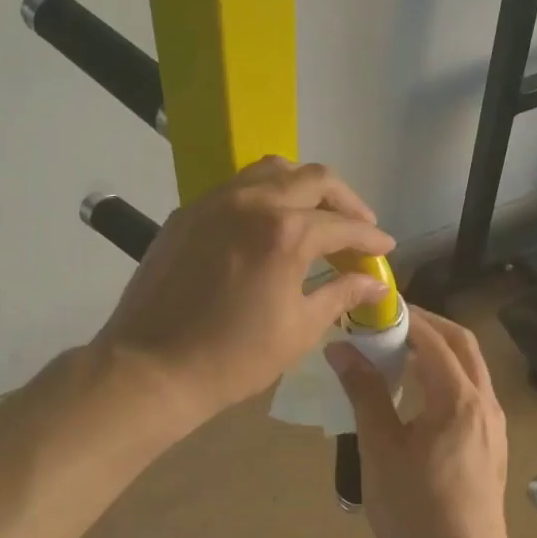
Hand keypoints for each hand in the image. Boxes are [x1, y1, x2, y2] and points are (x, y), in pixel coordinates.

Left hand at [94, 157, 393, 431]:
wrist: (152, 367)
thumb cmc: (234, 357)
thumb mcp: (299, 329)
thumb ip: (341, 294)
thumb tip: (374, 283)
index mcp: (285, 232)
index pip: (343, 225)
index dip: (370, 238)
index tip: (385, 248)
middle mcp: (252, 202)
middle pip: (313, 179)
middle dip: (344, 201)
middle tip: (358, 226)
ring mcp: (215, 202)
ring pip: (271, 170)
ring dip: (303, 186)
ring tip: (315, 214)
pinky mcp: (188, 212)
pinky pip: (236, 187)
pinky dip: (263, 195)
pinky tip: (267, 224)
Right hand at [326, 307, 512, 537]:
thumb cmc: (415, 512)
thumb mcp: (380, 449)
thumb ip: (364, 393)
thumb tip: (341, 349)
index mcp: (459, 398)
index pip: (433, 338)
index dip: (403, 316)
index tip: (371, 308)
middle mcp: (485, 402)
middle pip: (462, 344)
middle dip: (427, 324)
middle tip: (387, 321)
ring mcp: (493, 425)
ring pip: (470, 368)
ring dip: (438, 349)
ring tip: (397, 351)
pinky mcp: (491, 445)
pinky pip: (470, 392)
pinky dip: (445, 376)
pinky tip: (416, 394)